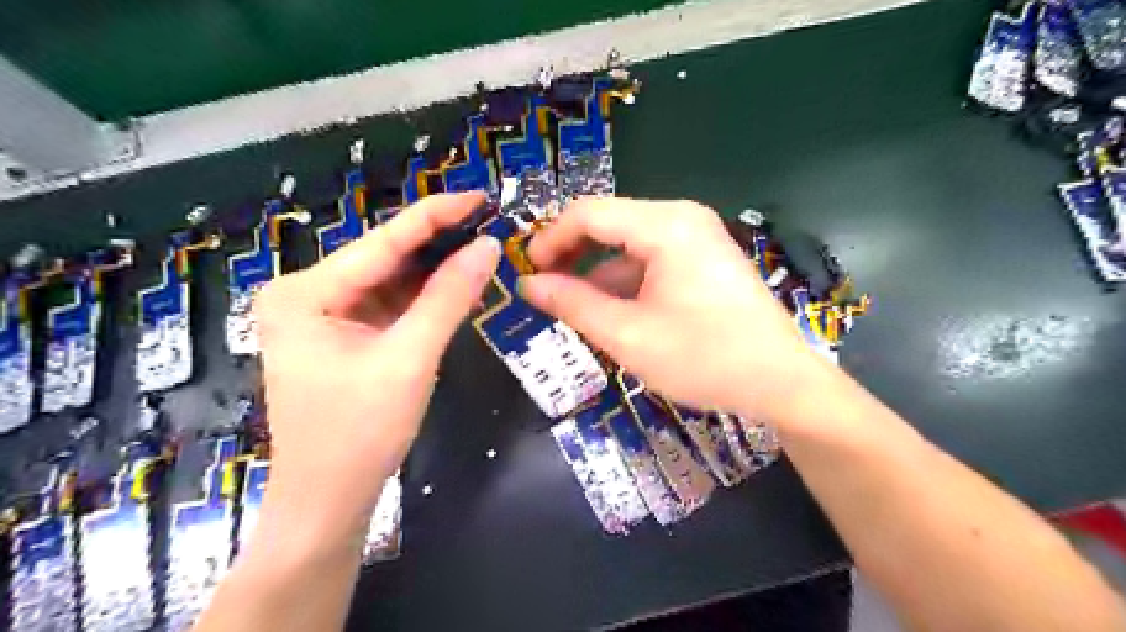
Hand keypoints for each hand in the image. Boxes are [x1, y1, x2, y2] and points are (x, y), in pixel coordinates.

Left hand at [258, 192, 503, 518]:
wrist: (329, 502)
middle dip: (438, 242)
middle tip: (489, 223)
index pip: (382, 242)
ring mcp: (323, 316)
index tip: (479, 195)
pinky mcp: (343, 336)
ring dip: (435, 270)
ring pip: (390, 282)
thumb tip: (487, 246)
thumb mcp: (409, 359)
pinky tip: (458, 285)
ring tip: (482, 247)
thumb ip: (448, 298)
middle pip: (384, 259)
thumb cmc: (360, 434)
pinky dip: (424, 299)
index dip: (435, 215)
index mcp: (305, 293)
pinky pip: (390, 306)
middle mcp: (307, 294)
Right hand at [521, 197, 824, 425]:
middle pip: (608, 223)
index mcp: (665, 225)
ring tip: (572, 307)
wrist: (781, 382)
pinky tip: (611, 310)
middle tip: (545, 289)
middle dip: (572, 255)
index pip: (587, 213)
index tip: (527, 272)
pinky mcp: (704, 259)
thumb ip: (572, 304)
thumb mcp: (627, 335)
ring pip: (628, 244)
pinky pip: (651, 259)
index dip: (550, 239)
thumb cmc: (703, 358)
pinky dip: (624, 280)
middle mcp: (681, 218)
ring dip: (596, 272)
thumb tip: (529, 285)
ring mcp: (697, 237)